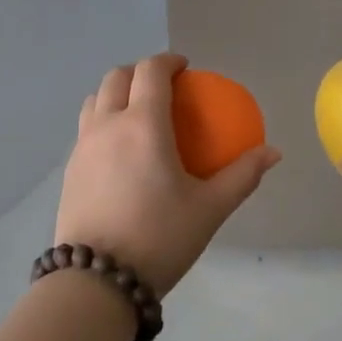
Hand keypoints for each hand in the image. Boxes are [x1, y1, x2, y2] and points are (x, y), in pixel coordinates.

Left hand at [55, 53, 281, 295]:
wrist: (98, 279)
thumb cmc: (160, 237)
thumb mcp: (210, 208)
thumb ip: (242, 175)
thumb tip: (272, 152)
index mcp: (142, 124)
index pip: (150, 71)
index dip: (168, 61)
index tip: (184, 68)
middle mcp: (107, 125)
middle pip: (116, 77)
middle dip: (139, 71)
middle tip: (162, 86)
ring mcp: (82, 147)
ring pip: (94, 100)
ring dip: (115, 93)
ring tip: (137, 112)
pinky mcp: (69, 169)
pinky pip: (85, 128)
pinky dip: (102, 120)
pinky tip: (120, 151)